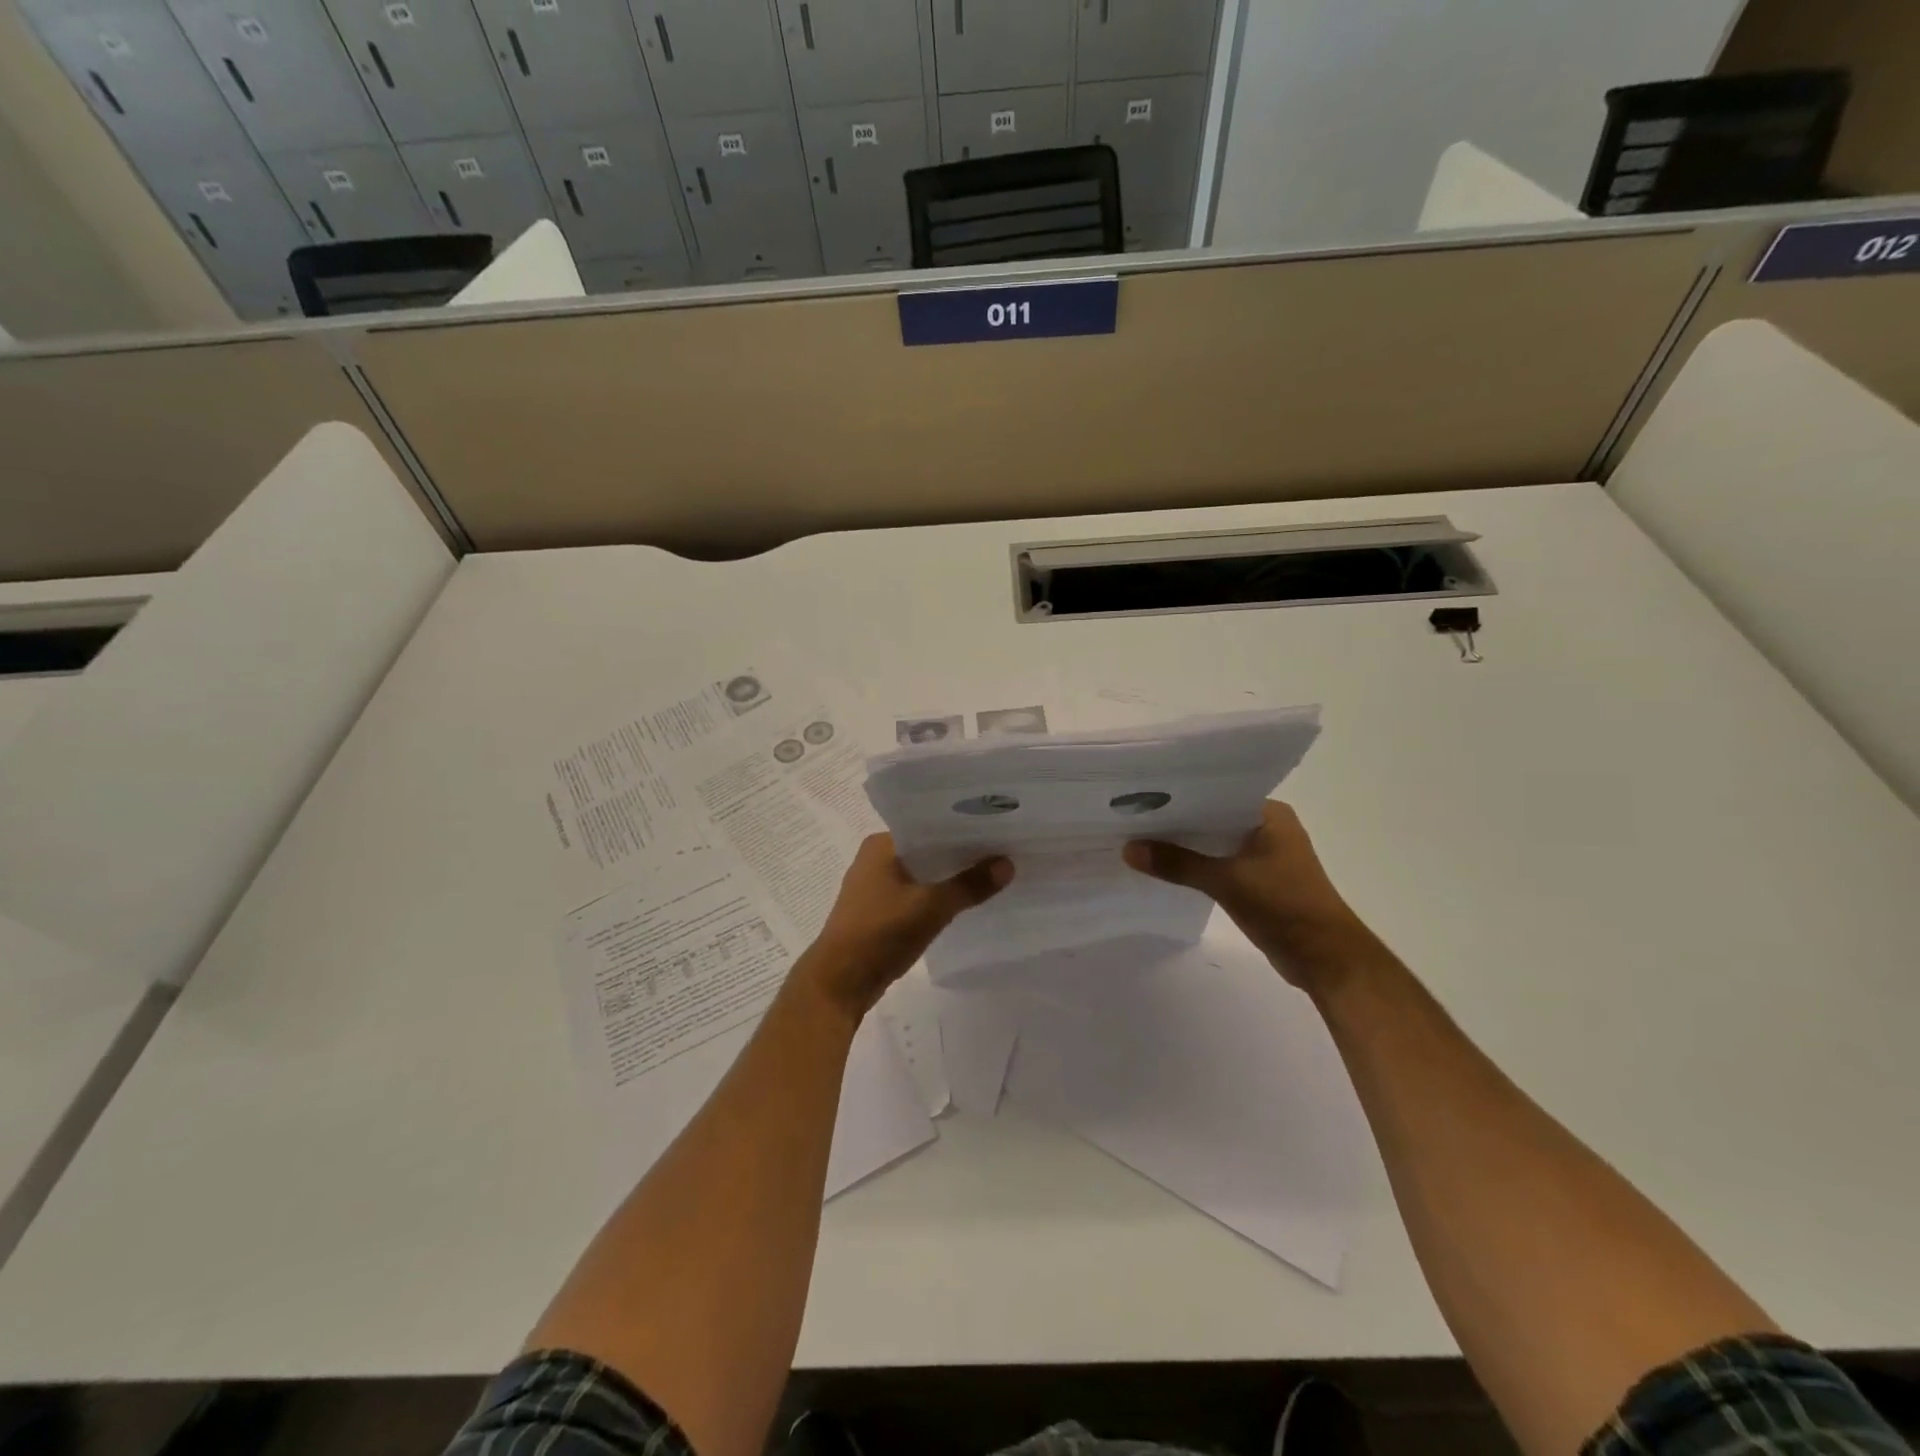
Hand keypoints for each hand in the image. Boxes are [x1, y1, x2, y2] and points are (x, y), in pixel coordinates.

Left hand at [802, 834, 1012, 1017]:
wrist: (839, 983)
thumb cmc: (880, 934)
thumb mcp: (931, 907)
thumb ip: (970, 885)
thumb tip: (1008, 864)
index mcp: (882, 845)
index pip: (930, 824)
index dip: (964, 826)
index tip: (998, 826)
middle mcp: (876, 859)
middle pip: (929, 849)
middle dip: (962, 852)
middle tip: (1005, 848)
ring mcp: (877, 886)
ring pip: (924, 873)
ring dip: (951, 876)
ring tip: (993, 871)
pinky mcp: (881, 911)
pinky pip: (917, 894)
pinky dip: (939, 895)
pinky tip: (967, 899)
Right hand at [1123, 800, 1375, 991]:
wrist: (1325, 959)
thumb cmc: (1285, 906)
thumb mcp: (1226, 881)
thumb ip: (1177, 863)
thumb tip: (1128, 849)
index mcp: (1269, 814)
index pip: (1216, 792)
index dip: (1179, 794)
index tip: (1141, 793)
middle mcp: (1267, 828)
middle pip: (1211, 818)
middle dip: (1176, 820)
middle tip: (1130, 814)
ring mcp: (1263, 856)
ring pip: (1213, 842)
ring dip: (1184, 845)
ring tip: (1138, 837)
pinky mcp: (1257, 881)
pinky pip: (1217, 864)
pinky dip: (1194, 865)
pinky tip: (1163, 866)